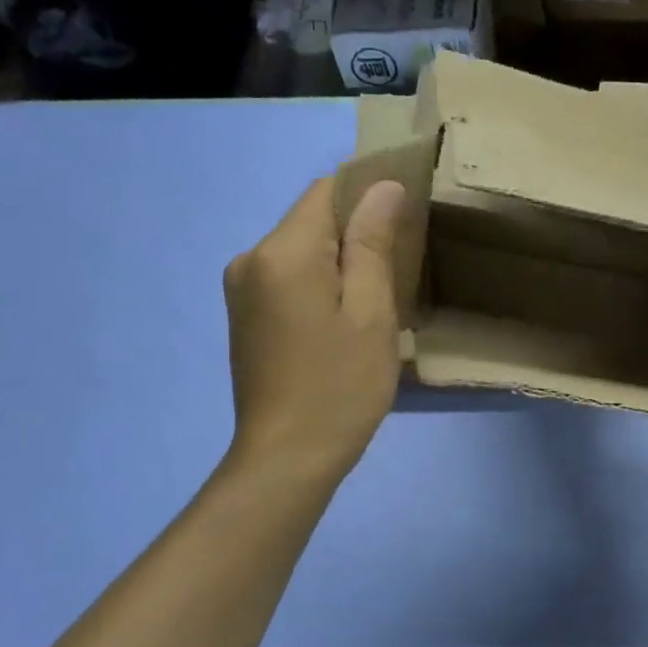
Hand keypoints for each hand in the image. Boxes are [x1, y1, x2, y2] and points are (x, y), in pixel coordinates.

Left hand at [224, 177, 404, 482]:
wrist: (287, 458)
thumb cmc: (340, 388)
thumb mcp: (371, 314)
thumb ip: (373, 244)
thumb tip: (383, 187)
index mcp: (281, 252)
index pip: (327, 190)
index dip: (369, 197)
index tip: (405, 227)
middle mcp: (250, 259)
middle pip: (312, 221)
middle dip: (356, 238)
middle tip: (397, 279)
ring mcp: (241, 290)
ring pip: (301, 252)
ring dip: (339, 265)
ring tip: (373, 307)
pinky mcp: (244, 316)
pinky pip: (288, 279)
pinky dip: (318, 287)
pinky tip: (341, 324)